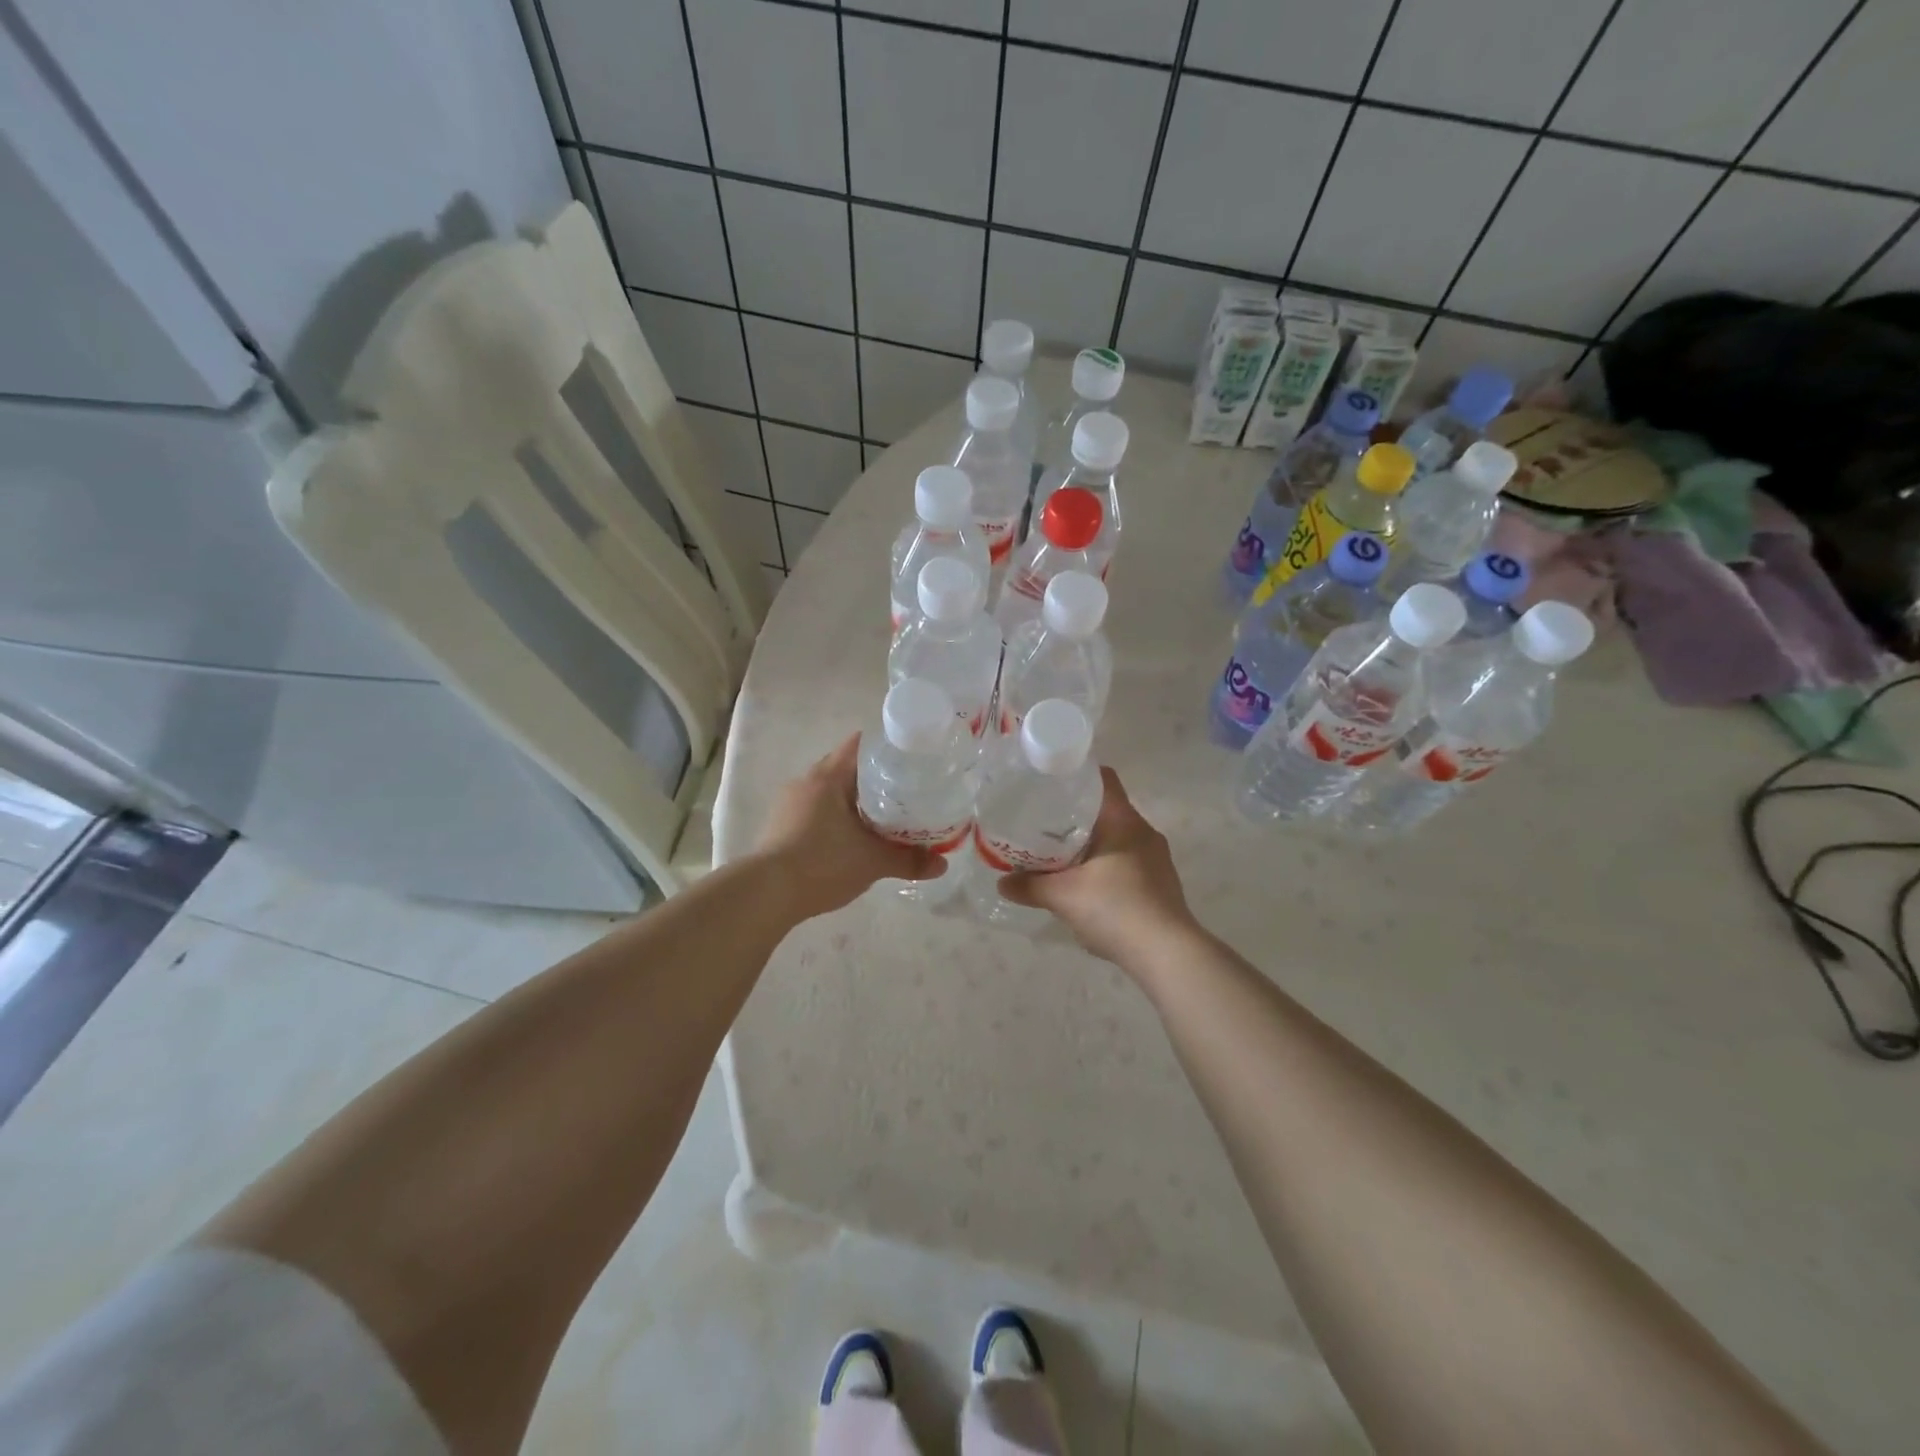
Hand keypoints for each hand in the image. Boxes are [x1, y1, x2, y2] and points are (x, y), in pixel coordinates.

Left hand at [755, 734, 943, 919]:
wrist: (766, 894)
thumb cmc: (822, 863)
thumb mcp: (873, 862)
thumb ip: (909, 860)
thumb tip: (942, 866)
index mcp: (829, 777)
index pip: (859, 746)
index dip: (885, 748)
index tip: (909, 759)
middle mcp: (806, 782)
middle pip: (844, 767)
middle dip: (872, 777)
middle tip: (902, 790)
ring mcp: (789, 804)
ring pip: (828, 791)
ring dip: (851, 799)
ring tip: (879, 815)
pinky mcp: (780, 826)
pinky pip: (814, 810)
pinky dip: (834, 817)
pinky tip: (848, 837)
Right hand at [998, 767, 1198, 964]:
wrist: (1168, 955)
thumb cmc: (1116, 908)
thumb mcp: (1064, 896)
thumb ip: (1030, 885)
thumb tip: (1002, 882)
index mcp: (1124, 821)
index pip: (1103, 779)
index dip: (1076, 775)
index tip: (1049, 783)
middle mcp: (1144, 833)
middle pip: (1107, 811)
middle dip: (1075, 816)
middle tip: (1042, 823)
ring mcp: (1156, 860)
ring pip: (1116, 840)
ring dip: (1090, 845)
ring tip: (1058, 856)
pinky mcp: (1160, 886)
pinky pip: (1126, 864)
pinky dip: (1104, 868)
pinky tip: (1085, 888)